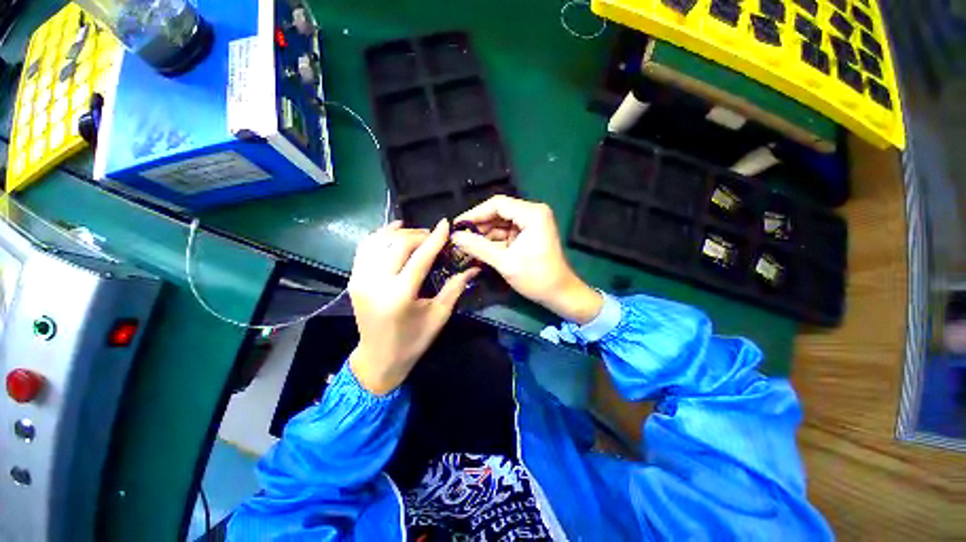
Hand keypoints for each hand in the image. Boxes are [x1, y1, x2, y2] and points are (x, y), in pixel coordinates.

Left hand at [348, 219, 478, 394]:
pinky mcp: (353, 279)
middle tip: (434, 236)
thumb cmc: (413, 341)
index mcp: (400, 295)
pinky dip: (380, 235)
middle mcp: (376, 283)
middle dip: (419, 235)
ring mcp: (360, 279)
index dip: (435, 238)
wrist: (378, 358)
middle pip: (398, 244)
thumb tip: (473, 268)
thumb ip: (455, 288)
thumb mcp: (439, 316)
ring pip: (379, 241)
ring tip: (416, 234)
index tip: (445, 224)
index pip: (420, 257)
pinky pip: (365, 248)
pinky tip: (393, 232)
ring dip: (399, 233)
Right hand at [451, 195, 602, 323]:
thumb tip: (454, 237)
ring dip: (484, 234)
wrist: (559, 294)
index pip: (497, 204)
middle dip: (479, 225)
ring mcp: (531, 224)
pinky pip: (506, 233)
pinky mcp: (528, 234)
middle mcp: (532, 213)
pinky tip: (478, 248)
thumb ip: (478, 247)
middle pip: (499, 212)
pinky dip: (493, 240)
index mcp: (532, 214)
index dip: (475, 213)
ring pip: (500, 223)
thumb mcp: (505, 262)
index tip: (456, 225)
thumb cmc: (536, 278)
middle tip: (458, 236)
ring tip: (465, 243)